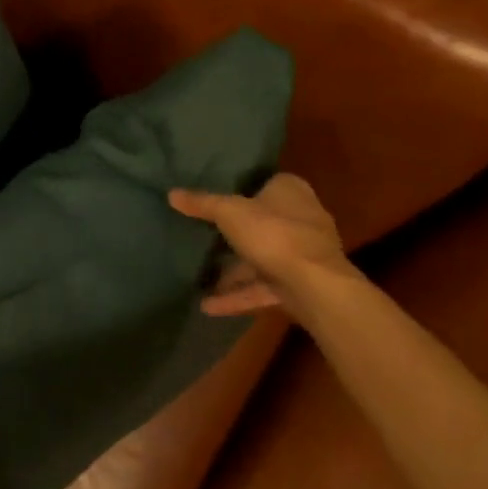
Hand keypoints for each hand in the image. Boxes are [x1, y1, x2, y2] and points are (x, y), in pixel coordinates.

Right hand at [169, 173, 357, 322]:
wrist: (315, 287)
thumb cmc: (274, 234)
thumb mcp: (228, 212)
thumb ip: (201, 203)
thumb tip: (171, 193)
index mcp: (292, 193)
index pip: (270, 183)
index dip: (247, 188)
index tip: (220, 197)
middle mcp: (303, 220)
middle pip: (264, 222)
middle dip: (237, 234)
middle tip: (205, 235)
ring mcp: (304, 255)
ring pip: (263, 259)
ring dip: (234, 271)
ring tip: (200, 277)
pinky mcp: (301, 286)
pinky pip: (263, 288)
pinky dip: (238, 296)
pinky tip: (208, 305)